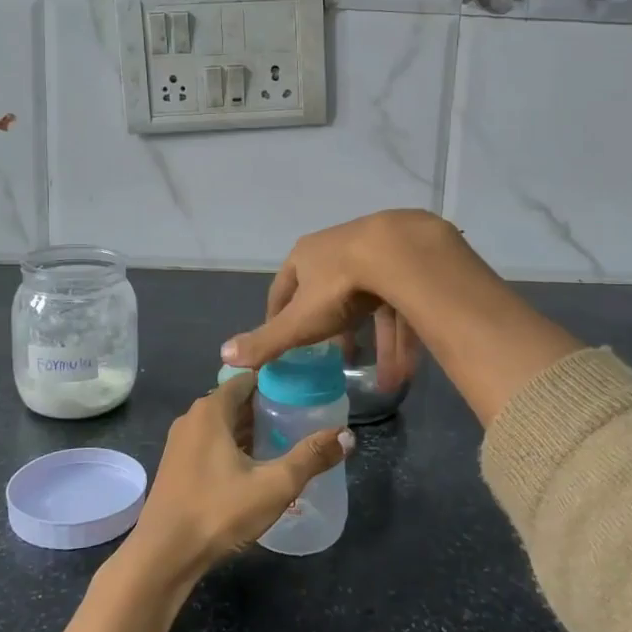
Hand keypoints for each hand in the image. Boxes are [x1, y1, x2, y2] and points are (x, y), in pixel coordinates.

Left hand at [122, 370, 351, 586]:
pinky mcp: (178, 466)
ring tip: (287, 437)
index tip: (306, 385)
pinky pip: (212, 442)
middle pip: (237, 400)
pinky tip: (258, 464)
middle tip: (304, 413)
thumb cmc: (217, 511)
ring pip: (224, 424)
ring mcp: (182, 443)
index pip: (249, 378)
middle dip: (268, 405)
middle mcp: (193, 418)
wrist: (163, 556)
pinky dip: (235, 445)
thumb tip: (348, 435)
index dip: (277, 379)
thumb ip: (310, 457)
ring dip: (252, 428)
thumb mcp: (273, 485)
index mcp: (211, 410)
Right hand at [220, 210, 450, 385]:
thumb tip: (225, 355)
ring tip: (383, 381)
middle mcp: (338, 249)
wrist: (402, 254)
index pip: (284, 289)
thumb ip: (267, 341)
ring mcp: (375, 254)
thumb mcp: (300, 321)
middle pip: (330, 297)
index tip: (282, 341)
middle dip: (333, 332)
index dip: (280, 317)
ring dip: (376, 346)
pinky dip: (400, 340)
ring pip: (371, 307)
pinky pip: (400, 308)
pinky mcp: (407, 266)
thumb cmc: (339, 286)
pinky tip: (405, 372)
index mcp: (306, 256)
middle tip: (334, 359)